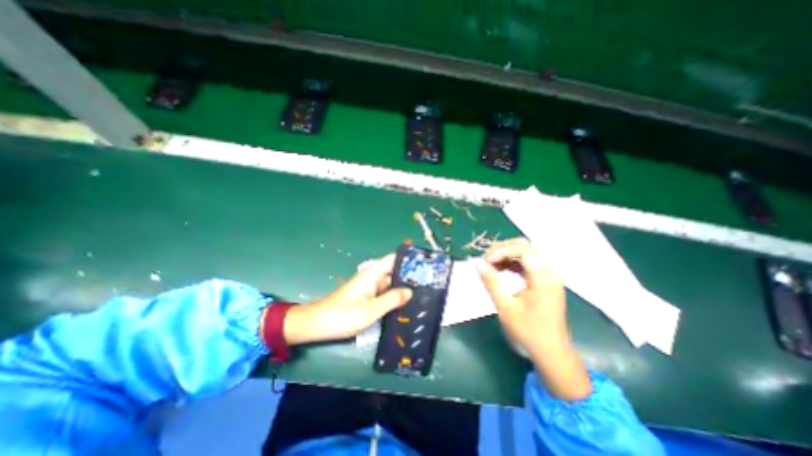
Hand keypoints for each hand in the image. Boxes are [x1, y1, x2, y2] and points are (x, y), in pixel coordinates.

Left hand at [285, 254, 412, 345]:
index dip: (407, 258)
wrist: (318, 324)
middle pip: (394, 271)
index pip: (393, 259)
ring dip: (403, 286)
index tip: (424, 264)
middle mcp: (372, 277)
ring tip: (422, 293)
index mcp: (372, 274)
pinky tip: (404, 303)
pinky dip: (394, 295)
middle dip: (409, 275)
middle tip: (428, 282)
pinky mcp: (367, 296)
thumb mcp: (370, 310)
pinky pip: (384, 292)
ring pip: (390, 282)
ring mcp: (369, 287)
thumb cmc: (343, 315)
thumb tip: (410, 291)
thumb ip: (391, 299)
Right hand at [476, 237, 590, 400]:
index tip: (485, 260)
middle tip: (486, 259)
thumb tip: (477, 264)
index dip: (501, 250)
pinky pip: (527, 262)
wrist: (552, 352)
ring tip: (490, 263)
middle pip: (525, 246)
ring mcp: (549, 275)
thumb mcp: (506, 308)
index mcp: (544, 278)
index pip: (522, 250)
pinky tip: (500, 268)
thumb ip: (491, 283)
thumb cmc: (529, 332)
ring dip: (506, 254)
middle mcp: (550, 272)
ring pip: (526, 252)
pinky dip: (513, 262)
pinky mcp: (545, 279)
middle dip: (502, 249)